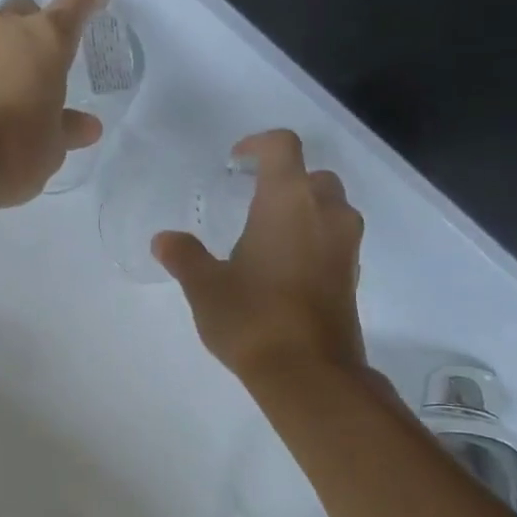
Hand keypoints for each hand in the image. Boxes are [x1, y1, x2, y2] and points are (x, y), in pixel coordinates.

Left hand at [0, 0, 105, 208]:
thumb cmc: (15, 149)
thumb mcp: (53, 148)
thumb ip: (69, 129)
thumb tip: (88, 126)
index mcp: (46, 40)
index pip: (74, 4)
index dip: (88, 0)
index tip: (96, 1)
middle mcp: (6, 29)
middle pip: (26, 11)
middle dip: (36, 27)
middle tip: (43, 60)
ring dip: (4, 54)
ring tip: (10, 91)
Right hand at [154, 129, 370, 380]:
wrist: (307, 372)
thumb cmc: (251, 317)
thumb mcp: (205, 287)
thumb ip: (184, 256)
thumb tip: (164, 239)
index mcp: (287, 201)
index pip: (282, 147)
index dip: (258, 144)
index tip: (236, 161)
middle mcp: (325, 212)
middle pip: (312, 175)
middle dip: (284, 180)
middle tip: (251, 201)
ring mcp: (345, 244)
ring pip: (329, 207)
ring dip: (303, 210)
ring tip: (267, 236)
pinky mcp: (352, 275)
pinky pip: (335, 239)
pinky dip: (313, 239)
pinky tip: (284, 268)